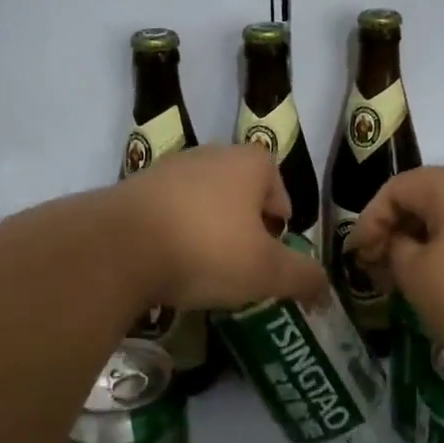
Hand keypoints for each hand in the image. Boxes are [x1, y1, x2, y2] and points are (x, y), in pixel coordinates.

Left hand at [109, 144, 329, 311]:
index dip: (279, 220)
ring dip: (206, 229)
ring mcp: (167, 168)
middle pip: (239, 192)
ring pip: (201, 201)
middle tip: (241, 264)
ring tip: (202, 268)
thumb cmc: (208, 249)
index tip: (270, 252)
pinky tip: (166, 264)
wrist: (118, 246)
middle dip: (243, 226)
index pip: (277, 185)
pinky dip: (172, 234)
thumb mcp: (266, 271)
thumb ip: (302, 277)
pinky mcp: (132, 189)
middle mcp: (209, 155)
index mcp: (248, 163)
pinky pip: (166, 212)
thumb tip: (325, 288)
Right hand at [349, 166, 443, 375]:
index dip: (368, 222)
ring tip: (411, 281)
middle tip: (380, 272)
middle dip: (395, 233)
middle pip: (424, 199)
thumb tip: (401, 243)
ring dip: (424, 245)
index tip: (357, 258)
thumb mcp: (418, 277)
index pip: (394, 189)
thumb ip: (395, 250)